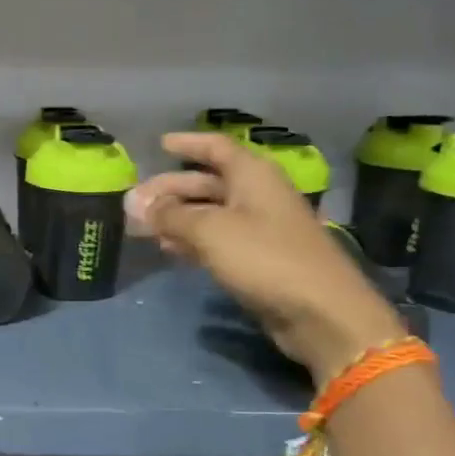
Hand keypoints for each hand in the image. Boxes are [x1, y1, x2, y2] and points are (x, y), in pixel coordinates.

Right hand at [126, 131, 405, 384]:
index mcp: (253, 176)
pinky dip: (193, 240)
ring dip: (177, 217)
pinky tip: (170, 249)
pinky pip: (218, 240)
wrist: (320, 312)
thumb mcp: (211, 231)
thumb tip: (136, 203)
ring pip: (210, 213)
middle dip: (171, 189)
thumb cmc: (265, 258)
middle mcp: (257, 196)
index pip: (216, 147)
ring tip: (143, 227)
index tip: (160, 143)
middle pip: (208, 183)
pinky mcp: (259, 260)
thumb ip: (170, 215)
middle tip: (135, 201)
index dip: (188, 144)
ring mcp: (260, 229)